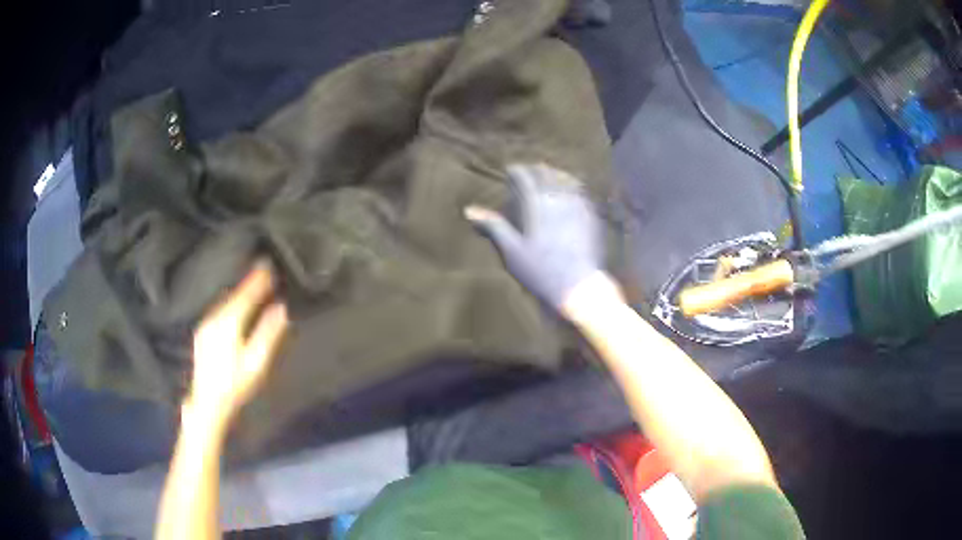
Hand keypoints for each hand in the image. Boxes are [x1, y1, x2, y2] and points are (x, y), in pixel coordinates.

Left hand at [188, 261, 288, 425]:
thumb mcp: (256, 362)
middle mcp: (215, 317)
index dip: (259, 279)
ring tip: (252, 283)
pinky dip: (230, 301)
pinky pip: (219, 308)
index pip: (246, 294)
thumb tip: (281, 308)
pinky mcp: (202, 332)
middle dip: (249, 282)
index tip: (269, 265)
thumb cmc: (236, 384)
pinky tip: (234, 304)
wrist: (207, 402)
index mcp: (229, 322)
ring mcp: (206, 324)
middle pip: (234, 294)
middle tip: (264, 270)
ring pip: (225, 300)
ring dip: (239, 290)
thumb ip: (268, 333)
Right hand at [465, 163, 603, 309]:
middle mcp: (559, 198)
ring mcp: (578, 206)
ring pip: (566, 179)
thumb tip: (469, 210)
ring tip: (547, 177)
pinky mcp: (592, 216)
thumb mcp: (511, 250)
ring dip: (554, 174)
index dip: (516, 171)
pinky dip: (572, 186)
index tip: (510, 171)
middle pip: (546, 174)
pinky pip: (581, 192)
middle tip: (527, 173)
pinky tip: (569, 192)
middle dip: (535, 170)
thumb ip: (493, 225)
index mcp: (537, 204)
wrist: (578, 286)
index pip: (525, 177)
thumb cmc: (540, 271)